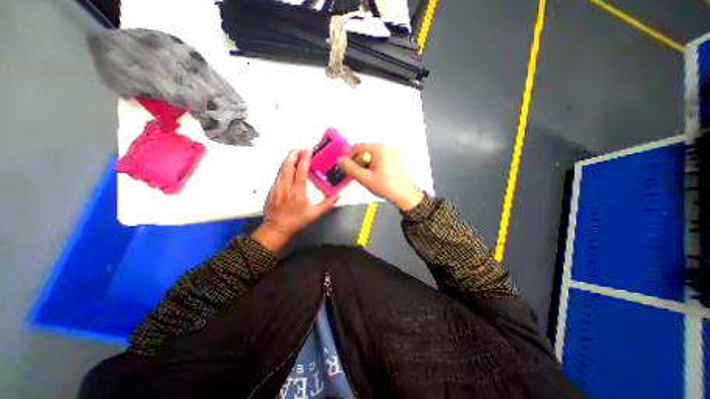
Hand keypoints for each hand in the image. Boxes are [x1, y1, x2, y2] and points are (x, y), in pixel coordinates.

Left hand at [251, 148, 339, 250]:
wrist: (275, 229)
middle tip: (301, 148)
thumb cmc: (296, 221)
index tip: (308, 148)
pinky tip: (287, 166)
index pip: (300, 171)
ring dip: (288, 159)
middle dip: (294, 154)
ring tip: (295, 153)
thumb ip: (327, 204)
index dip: (304, 158)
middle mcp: (286, 187)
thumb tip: (338, 195)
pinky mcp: (271, 189)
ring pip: (281, 168)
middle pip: (288, 165)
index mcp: (297, 192)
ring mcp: (276, 187)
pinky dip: (283, 167)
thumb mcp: (314, 214)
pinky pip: (278, 174)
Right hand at [337, 144, 419, 211]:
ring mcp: (389, 153)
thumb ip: (350, 168)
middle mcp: (384, 148)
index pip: (356, 147)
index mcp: (378, 149)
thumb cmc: (388, 186)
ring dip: (364, 165)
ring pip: (369, 156)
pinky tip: (373, 176)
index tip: (346, 167)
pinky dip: (371, 166)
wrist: (404, 195)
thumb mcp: (365, 178)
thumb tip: (341, 161)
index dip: (348, 157)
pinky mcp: (391, 159)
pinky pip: (375, 159)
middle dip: (357, 162)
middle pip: (363, 151)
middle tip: (358, 174)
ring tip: (367, 177)